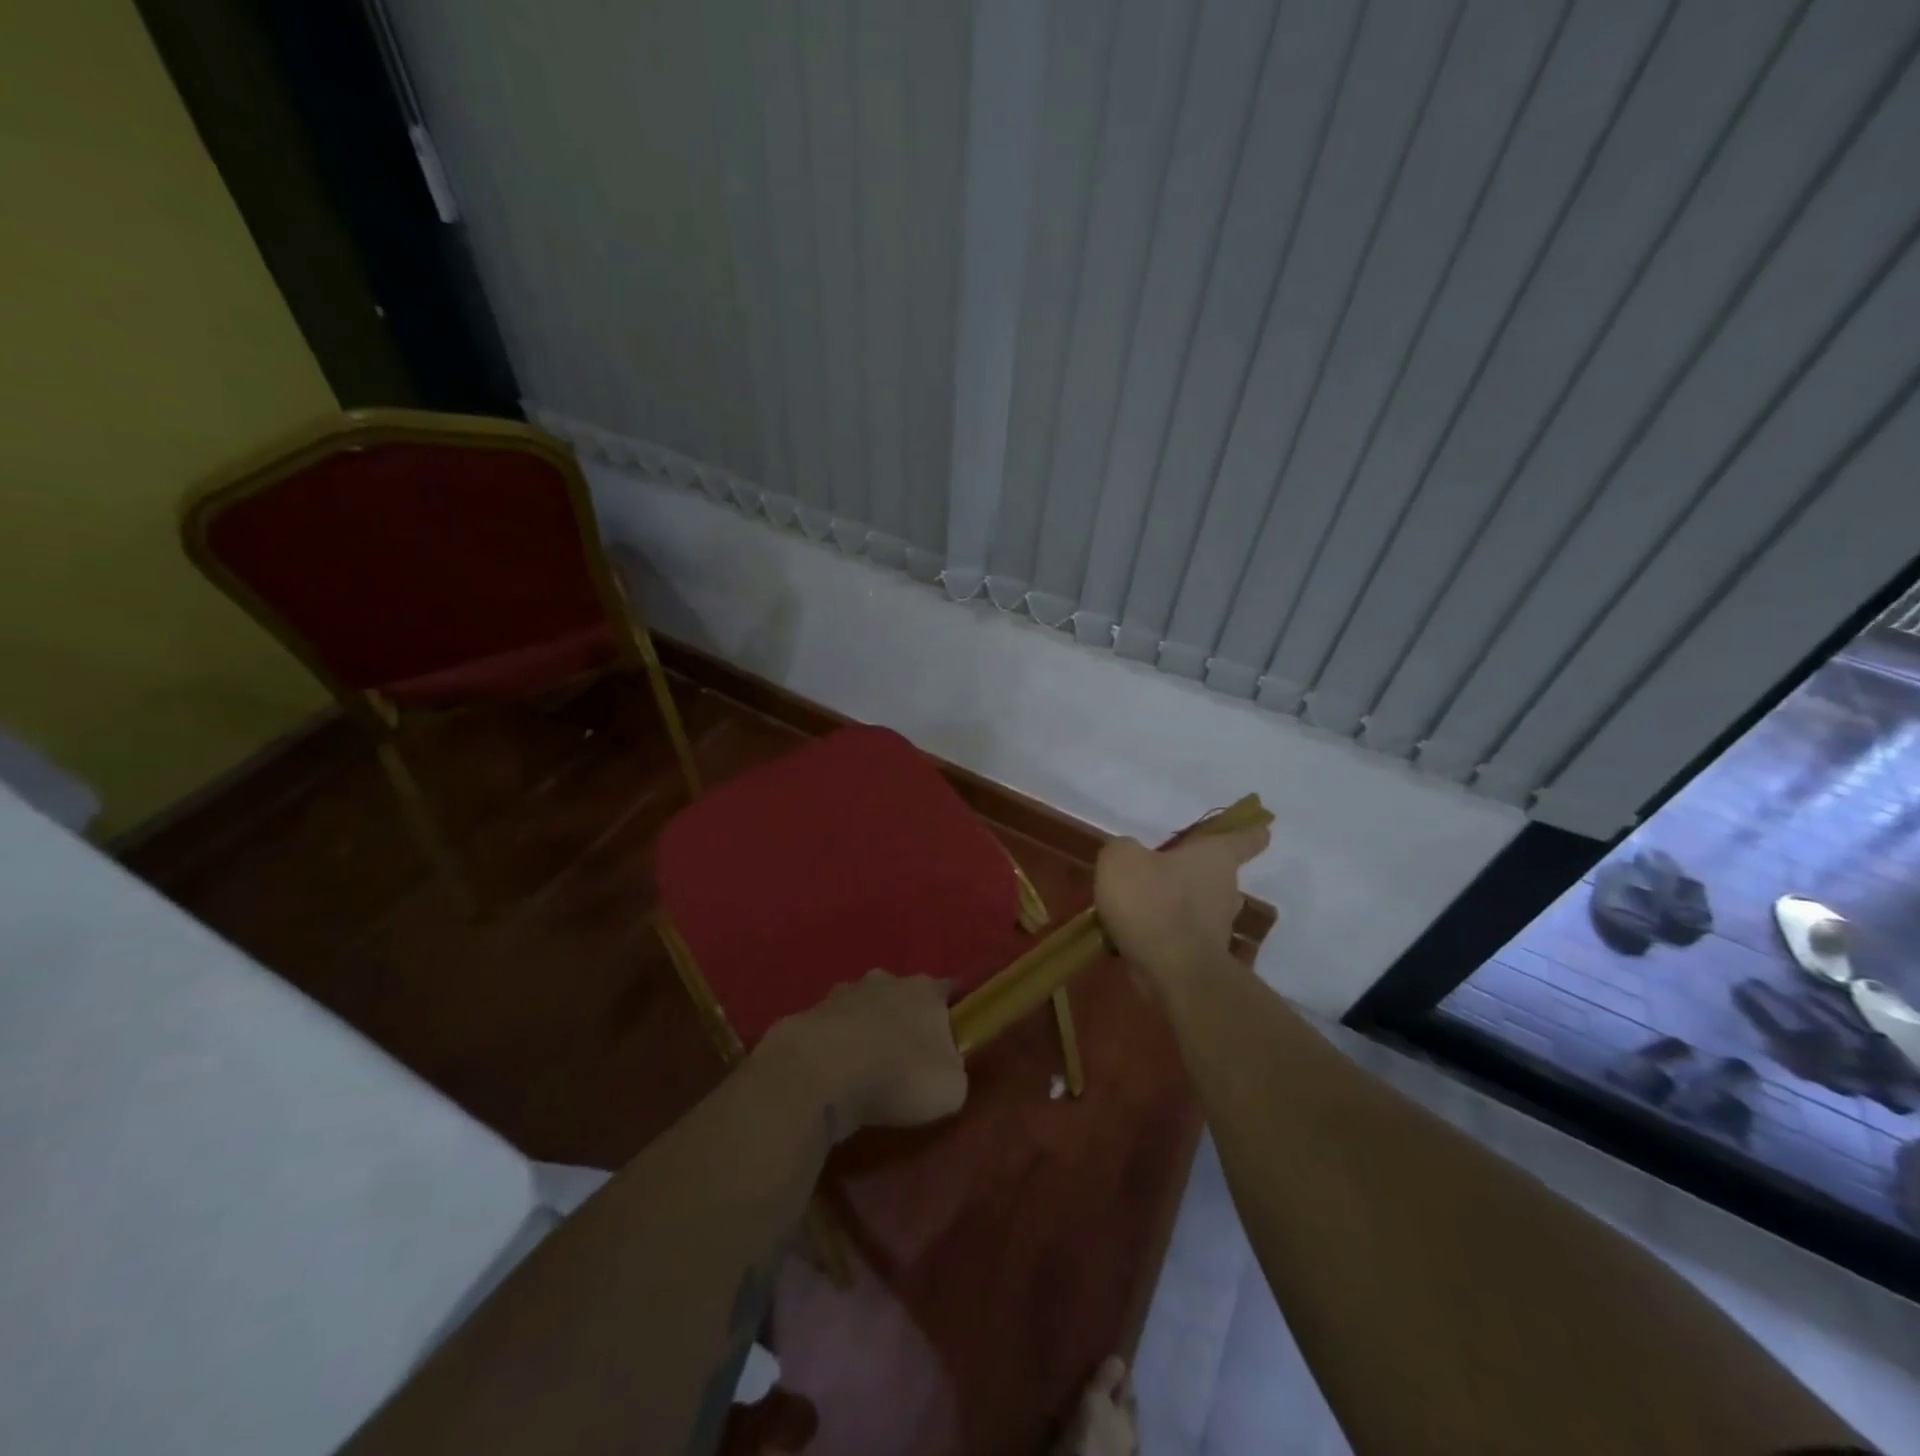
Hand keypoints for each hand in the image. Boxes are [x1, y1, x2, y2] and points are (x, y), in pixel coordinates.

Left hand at [761, 971, 967, 1141]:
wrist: (821, 1074)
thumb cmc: (898, 1076)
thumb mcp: (950, 1088)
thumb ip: (954, 1071)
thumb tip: (945, 1068)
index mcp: (925, 991)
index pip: (946, 990)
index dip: (951, 1010)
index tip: (952, 1033)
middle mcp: (886, 981)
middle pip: (902, 994)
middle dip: (904, 1017)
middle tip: (906, 1055)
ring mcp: (845, 993)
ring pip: (864, 1006)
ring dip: (867, 1028)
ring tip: (865, 1066)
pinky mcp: (811, 1013)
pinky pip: (832, 1027)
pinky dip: (836, 1044)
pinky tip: (835, 1072)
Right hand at [1095, 825, 1269, 993]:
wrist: (1172, 972)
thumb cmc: (1154, 902)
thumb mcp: (1122, 860)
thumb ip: (1124, 848)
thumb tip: (1129, 854)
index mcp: (1216, 857)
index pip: (1245, 839)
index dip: (1250, 832)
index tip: (1261, 828)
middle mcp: (1226, 889)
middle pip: (1217, 875)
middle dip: (1194, 873)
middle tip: (1162, 871)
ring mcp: (1218, 927)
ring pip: (1199, 907)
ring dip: (1176, 905)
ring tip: (1137, 906)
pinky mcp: (1204, 956)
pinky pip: (1182, 935)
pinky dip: (1164, 933)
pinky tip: (1132, 935)